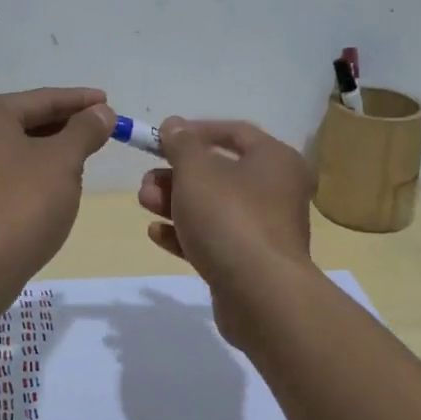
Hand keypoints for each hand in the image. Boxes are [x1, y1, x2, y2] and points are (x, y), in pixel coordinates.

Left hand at [0, 87, 113, 283]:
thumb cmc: (22, 201)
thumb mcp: (63, 160)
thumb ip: (85, 130)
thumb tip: (102, 112)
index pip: (41, 99)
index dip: (79, 101)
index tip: (108, 103)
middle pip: (23, 123)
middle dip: (63, 128)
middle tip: (98, 133)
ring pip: (12, 151)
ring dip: (47, 153)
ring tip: (80, 161)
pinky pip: (0, 176)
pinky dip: (27, 175)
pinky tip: (51, 188)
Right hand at [137, 118, 317, 342]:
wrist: (260, 295)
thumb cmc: (230, 217)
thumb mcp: (197, 171)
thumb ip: (181, 144)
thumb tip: (174, 124)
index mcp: (275, 160)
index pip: (235, 133)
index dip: (196, 131)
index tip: (163, 138)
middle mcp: (276, 191)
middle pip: (219, 173)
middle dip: (176, 174)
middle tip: (146, 181)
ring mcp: (264, 230)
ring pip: (213, 207)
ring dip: (175, 202)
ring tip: (145, 203)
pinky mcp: (250, 263)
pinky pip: (215, 239)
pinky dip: (186, 234)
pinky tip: (156, 233)